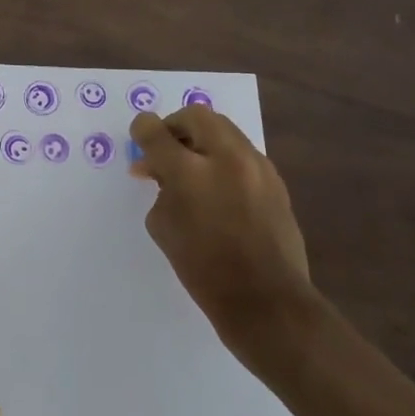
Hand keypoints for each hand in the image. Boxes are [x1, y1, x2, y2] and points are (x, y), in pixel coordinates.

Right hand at [130, 105, 325, 383]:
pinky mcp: (275, 180)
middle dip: (175, 126)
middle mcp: (226, 158)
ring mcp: (256, 166)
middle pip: (196, 116)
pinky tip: (217, 186)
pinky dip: (223, 158)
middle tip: (164, 150)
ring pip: (224, 130)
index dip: (142, 129)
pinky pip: (242, 153)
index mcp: (190, 172)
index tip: (139, 136)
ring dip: (202, 140)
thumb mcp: (163, 227)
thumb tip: (161, 172)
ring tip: (191, 168)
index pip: (156, 132)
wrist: (265, 299)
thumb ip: (160, 189)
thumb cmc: (202, 269)